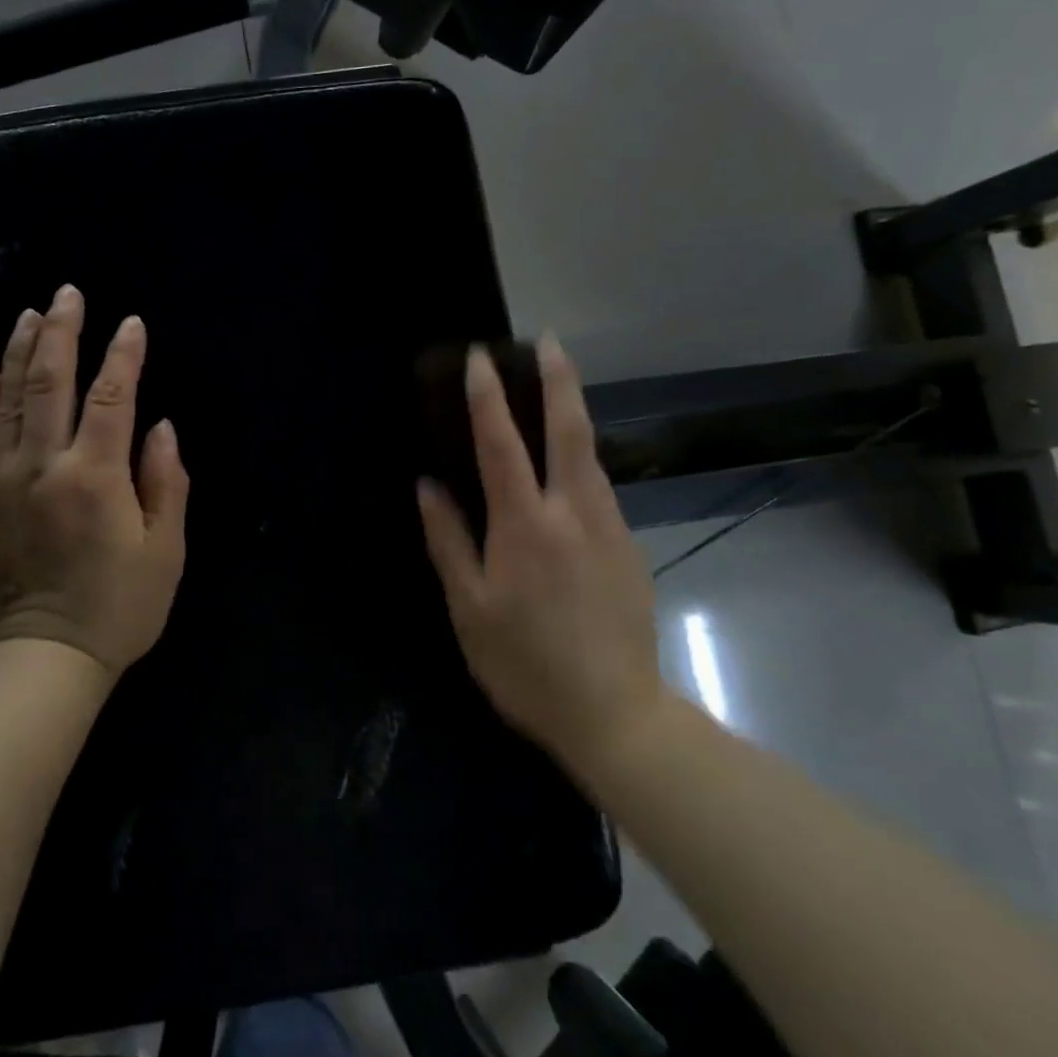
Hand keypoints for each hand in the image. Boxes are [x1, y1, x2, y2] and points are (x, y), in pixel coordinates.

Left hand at [0, 284, 188, 676]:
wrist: (41, 660)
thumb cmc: (119, 608)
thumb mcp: (165, 551)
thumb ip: (166, 482)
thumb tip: (159, 427)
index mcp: (96, 477)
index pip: (111, 397)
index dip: (124, 355)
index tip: (132, 323)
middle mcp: (43, 467)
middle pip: (50, 383)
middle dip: (62, 332)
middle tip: (68, 293)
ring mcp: (0, 482)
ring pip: (9, 401)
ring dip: (21, 353)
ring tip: (31, 314)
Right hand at [417, 336, 665, 785]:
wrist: (616, 715)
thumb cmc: (525, 664)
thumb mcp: (469, 609)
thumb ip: (448, 541)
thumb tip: (429, 486)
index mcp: (526, 526)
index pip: (502, 445)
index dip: (488, 398)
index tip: (481, 358)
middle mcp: (574, 513)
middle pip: (569, 430)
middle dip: (559, 380)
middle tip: (550, 341)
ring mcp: (609, 527)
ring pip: (591, 456)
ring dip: (573, 414)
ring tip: (555, 389)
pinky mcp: (628, 547)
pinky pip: (600, 488)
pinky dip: (581, 459)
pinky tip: (567, 467)